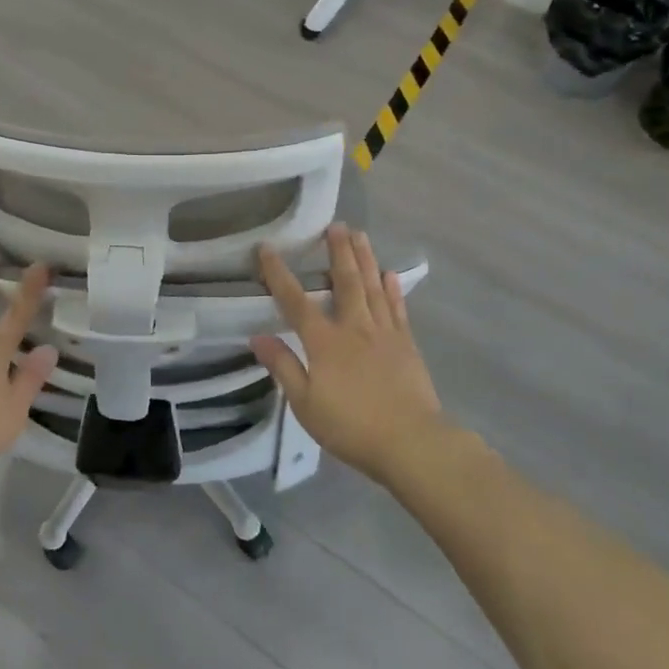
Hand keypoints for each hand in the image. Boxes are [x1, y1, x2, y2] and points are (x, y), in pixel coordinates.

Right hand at [251, 226, 446, 484]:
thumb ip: (283, 366)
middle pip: (344, 281)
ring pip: (372, 287)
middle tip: (335, 225)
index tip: (267, 248)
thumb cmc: (351, 426)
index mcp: (324, 341)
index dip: (278, 274)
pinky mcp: (406, 345)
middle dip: (337, 251)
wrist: (411, 443)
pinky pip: (397, 308)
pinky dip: (392, 289)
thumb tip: (257, 336)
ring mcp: (384, 333)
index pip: (295, 301)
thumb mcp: (305, 403)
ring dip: (364, 258)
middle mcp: (354, 327)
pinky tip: (389, 274)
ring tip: (360, 235)